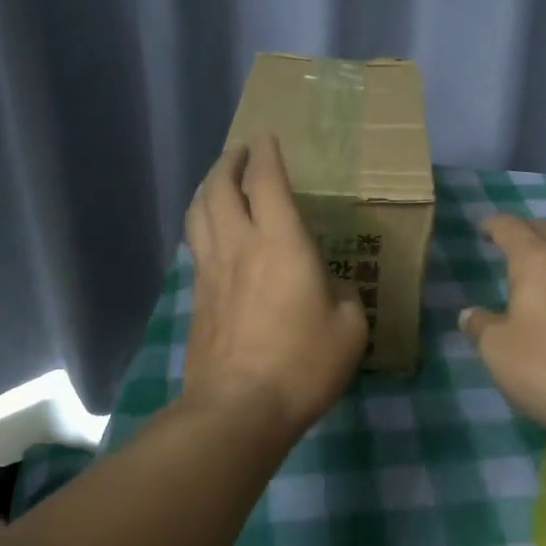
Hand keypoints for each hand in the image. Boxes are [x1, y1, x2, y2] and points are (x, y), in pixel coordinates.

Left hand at [182, 135, 366, 438]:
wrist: (237, 408)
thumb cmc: (302, 364)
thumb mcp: (349, 329)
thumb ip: (341, 295)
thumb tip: (325, 285)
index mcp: (281, 243)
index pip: (266, 182)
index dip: (266, 154)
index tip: (266, 137)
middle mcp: (240, 245)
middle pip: (220, 187)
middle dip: (229, 161)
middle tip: (240, 151)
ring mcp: (211, 270)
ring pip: (199, 212)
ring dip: (208, 187)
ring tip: (220, 180)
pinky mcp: (197, 296)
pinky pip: (196, 243)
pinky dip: (202, 222)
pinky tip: (211, 232)